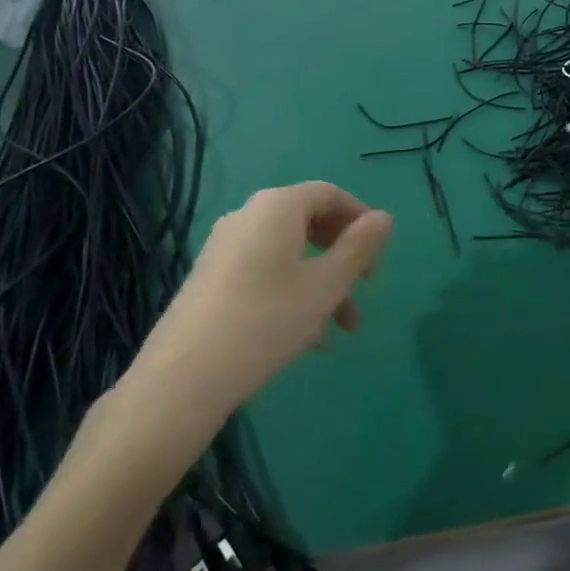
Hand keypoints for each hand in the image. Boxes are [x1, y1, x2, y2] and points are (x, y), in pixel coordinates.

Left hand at [111, 183, 392, 466]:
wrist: (185, 376)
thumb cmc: (268, 319)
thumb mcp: (327, 284)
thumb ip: (359, 248)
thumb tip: (384, 217)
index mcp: (278, 206)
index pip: (330, 194)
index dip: (361, 218)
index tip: (380, 254)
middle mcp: (248, 216)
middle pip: (309, 224)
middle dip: (343, 257)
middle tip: (365, 289)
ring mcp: (225, 248)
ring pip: (289, 255)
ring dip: (322, 284)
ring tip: (342, 331)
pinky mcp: (211, 279)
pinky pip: (265, 274)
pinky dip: (292, 294)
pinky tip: (308, 340)